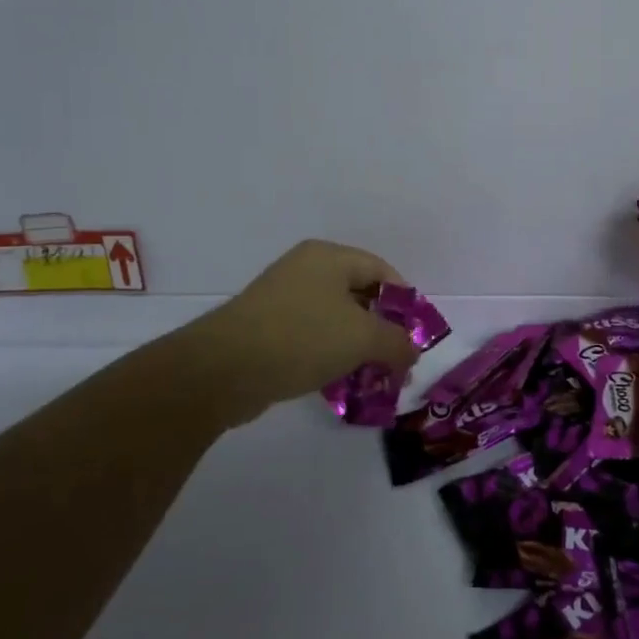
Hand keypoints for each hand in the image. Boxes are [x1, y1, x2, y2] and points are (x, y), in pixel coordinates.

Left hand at [189, 240, 419, 425]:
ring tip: (373, 376)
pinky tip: (339, 381)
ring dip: (356, 346)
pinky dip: (329, 354)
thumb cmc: (302, 337)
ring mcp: (282, 298)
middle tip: (398, 359)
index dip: (405, 301)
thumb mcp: (362, 338)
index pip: (381, 270)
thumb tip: (412, 352)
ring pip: (334, 318)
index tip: (416, 335)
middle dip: (382, 328)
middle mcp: (305, 269)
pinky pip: (311, 336)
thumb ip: (397, 343)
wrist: (222, 369)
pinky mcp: (266, 328)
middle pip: (358, 294)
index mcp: (329, 257)